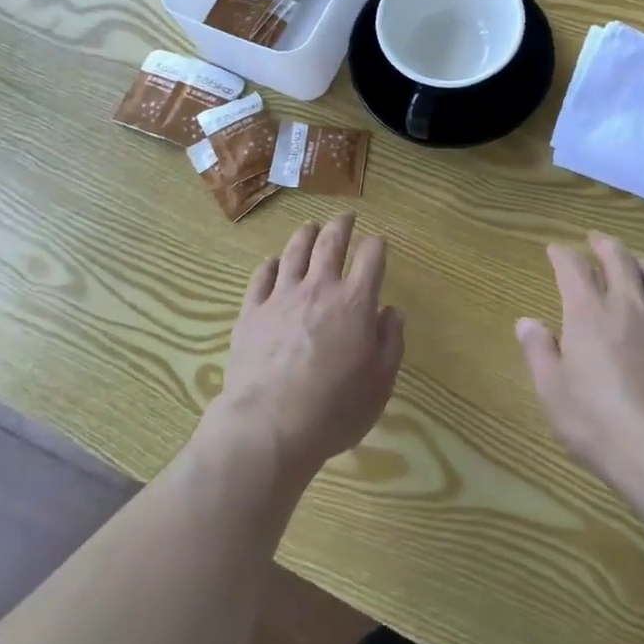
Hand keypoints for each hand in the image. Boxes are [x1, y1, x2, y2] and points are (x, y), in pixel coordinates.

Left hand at [207, 214, 404, 485]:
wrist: (270, 426)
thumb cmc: (333, 410)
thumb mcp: (379, 384)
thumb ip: (390, 343)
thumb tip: (391, 312)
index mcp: (354, 302)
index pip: (370, 256)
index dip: (377, 245)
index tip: (378, 243)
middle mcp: (319, 288)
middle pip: (330, 242)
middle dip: (341, 225)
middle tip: (346, 217)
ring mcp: (282, 296)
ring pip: (295, 251)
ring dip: (306, 234)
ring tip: (311, 228)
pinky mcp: (252, 310)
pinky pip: (262, 276)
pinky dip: (270, 265)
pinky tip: (273, 262)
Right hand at [516, 233, 643, 495]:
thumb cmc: (599, 422)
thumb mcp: (553, 392)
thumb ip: (539, 352)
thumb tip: (527, 322)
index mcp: (588, 311)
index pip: (573, 266)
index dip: (562, 254)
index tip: (555, 250)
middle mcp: (628, 304)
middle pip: (619, 257)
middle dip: (604, 244)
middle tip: (596, 240)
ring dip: (640, 263)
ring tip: (635, 264)